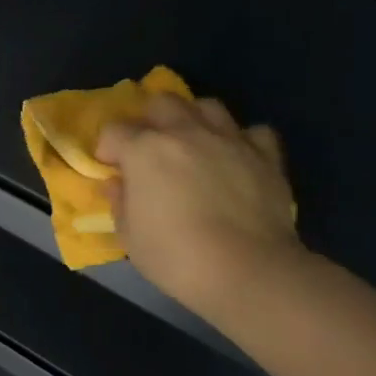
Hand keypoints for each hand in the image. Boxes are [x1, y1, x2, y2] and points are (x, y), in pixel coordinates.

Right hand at [96, 93, 300, 314]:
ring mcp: (228, 141)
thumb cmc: (176, 256)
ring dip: (195, 120)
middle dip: (150, 121)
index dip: (109, 149)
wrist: (248, 272)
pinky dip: (243, 140)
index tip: (112, 170)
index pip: (114, 131)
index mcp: (144, 150)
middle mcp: (185, 133)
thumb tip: (118, 184)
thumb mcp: (129, 236)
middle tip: (151, 149)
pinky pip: (254, 132)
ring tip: (193, 144)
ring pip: (207, 106)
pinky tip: (237, 158)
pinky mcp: (266, 157)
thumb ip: (120, 202)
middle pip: (161, 103)